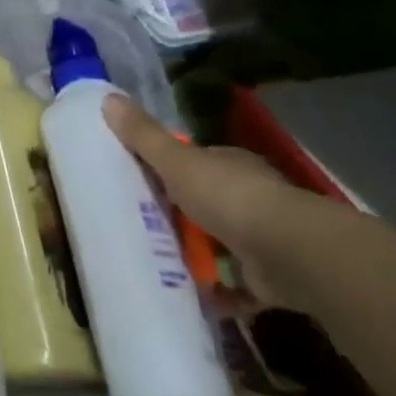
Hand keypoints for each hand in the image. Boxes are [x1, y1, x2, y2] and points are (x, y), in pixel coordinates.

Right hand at [102, 95, 300, 300]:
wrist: (287, 253)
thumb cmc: (228, 198)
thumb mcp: (176, 162)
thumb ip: (144, 136)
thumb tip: (108, 98)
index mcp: (230, 166)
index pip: (197, 164)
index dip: (170, 170)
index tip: (139, 183)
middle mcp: (250, 198)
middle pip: (205, 205)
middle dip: (178, 218)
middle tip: (139, 228)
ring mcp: (262, 238)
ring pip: (220, 245)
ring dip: (195, 257)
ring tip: (155, 265)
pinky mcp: (268, 278)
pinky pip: (235, 286)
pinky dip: (217, 293)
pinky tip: (189, 297)